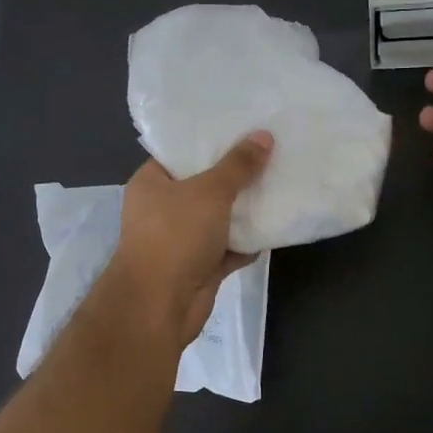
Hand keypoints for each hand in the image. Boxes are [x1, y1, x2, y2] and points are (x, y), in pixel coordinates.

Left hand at [105, 132, 274, 347]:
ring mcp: (181, 239)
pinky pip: (229, 247)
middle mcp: (163, 208)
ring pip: (219, 217)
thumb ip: (238, 165)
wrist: (159, 305)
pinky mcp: (199, 266)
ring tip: (281, 181)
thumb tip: (263, 136)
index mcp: (152, 182)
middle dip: (236, 174)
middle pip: (204, 184)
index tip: (244, 127)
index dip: (211, 140)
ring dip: (245, 208)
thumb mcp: (210, 191)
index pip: (181, 152)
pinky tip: (277, 224)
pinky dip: (248, 241)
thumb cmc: (176, 235)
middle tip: (271, 151)